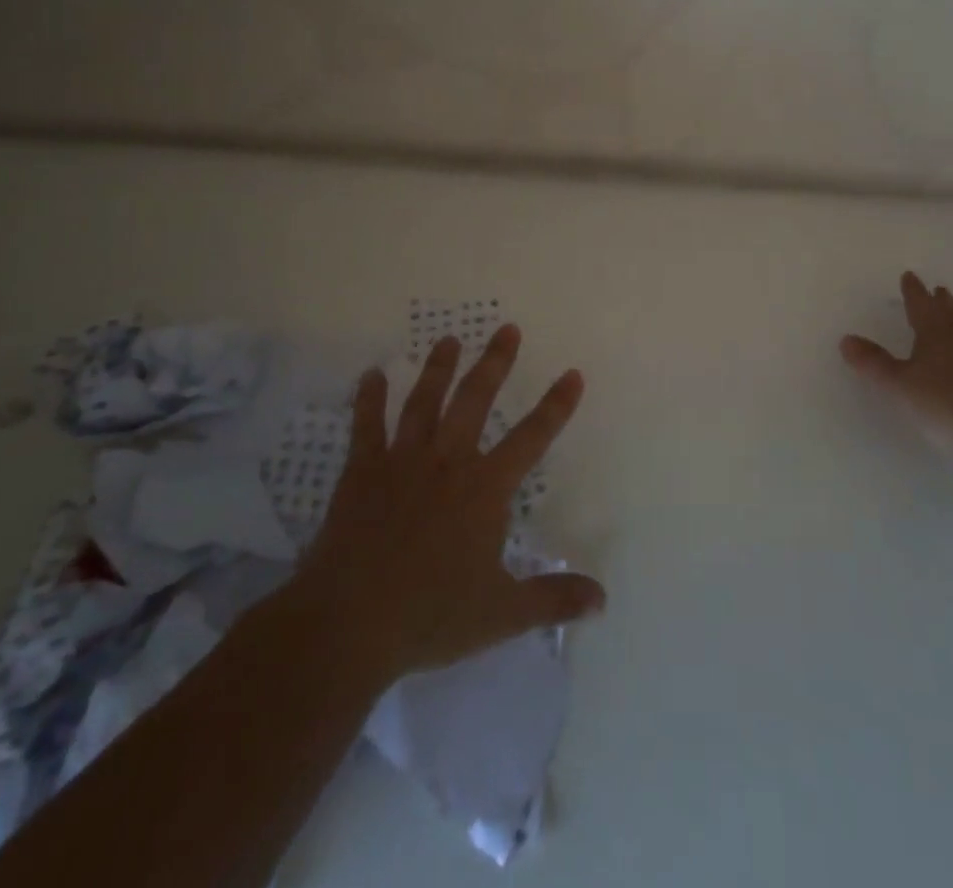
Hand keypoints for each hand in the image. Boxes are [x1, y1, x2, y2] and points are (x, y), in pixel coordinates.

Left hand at [286, 325, 604, 684]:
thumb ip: (553, 599)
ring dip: (439, 368)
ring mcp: (402, 462)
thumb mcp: (502, 614)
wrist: (349, 623)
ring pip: (424, 402)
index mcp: (485, 489)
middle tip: (507, 329)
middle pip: (475, 400)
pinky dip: (369, 399)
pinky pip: (367, 426)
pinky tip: (372, 374)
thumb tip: (603, 597)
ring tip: (449, 339)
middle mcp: (448, 462)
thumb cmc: (430, 615)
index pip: (532, 438)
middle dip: (495, 362)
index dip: (556, 406)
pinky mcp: (362, 472)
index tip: (572, 374)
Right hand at [841, 271, 952, 447]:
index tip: (910, 276)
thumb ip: (874, 364)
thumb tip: (847, 339)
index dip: (914, 291)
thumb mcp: (900, 386)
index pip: (921, 305)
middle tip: (938, 291)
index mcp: (936, 334)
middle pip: (951, 313)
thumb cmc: (946, 404)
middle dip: (942, 302)